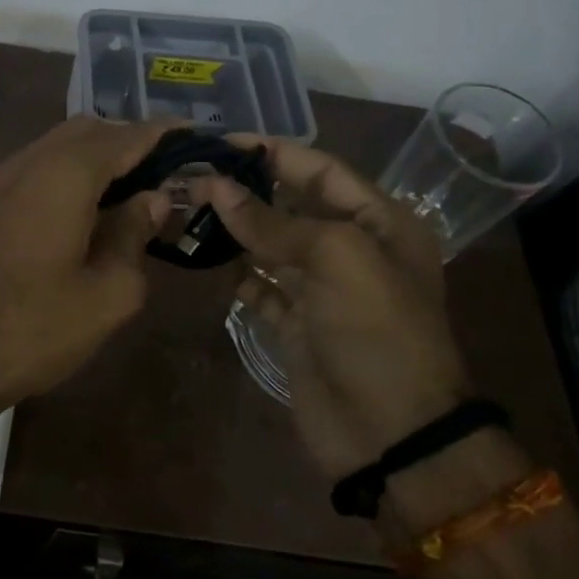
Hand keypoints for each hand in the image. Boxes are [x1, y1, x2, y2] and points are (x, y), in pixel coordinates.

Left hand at [0, 117, 170, 415]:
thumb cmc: (36, 328)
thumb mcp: (108, 292)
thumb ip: (135, 234)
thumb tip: (152, 198)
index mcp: (65, 175)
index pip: (126, 137)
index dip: (163, 133)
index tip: (196, 136)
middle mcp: (31, 163)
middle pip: (90, 130)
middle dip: (130, 140)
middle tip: (168, 169)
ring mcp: (3, 181)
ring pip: (61, 145)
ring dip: (100, 154)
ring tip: (136, 187)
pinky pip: (41, 166)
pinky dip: (73, 170)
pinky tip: (93, 205)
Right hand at [190, 142, 471, 479]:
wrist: (392, 435)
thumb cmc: (377, 331)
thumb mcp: (336, 259)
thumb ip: (273, 221)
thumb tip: (216, 188)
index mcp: (378, 222)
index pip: (320, 170)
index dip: (272, 153)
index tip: (220, 143)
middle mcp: (350, 249)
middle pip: (291, 205)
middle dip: (245, 189)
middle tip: (191, 177)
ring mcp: (321, 290)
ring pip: (270, 245)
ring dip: (233, 229)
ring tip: (186, 210)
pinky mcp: (296, 325)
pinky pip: (260, 287)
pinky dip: (235, 273)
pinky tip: (203, 258)